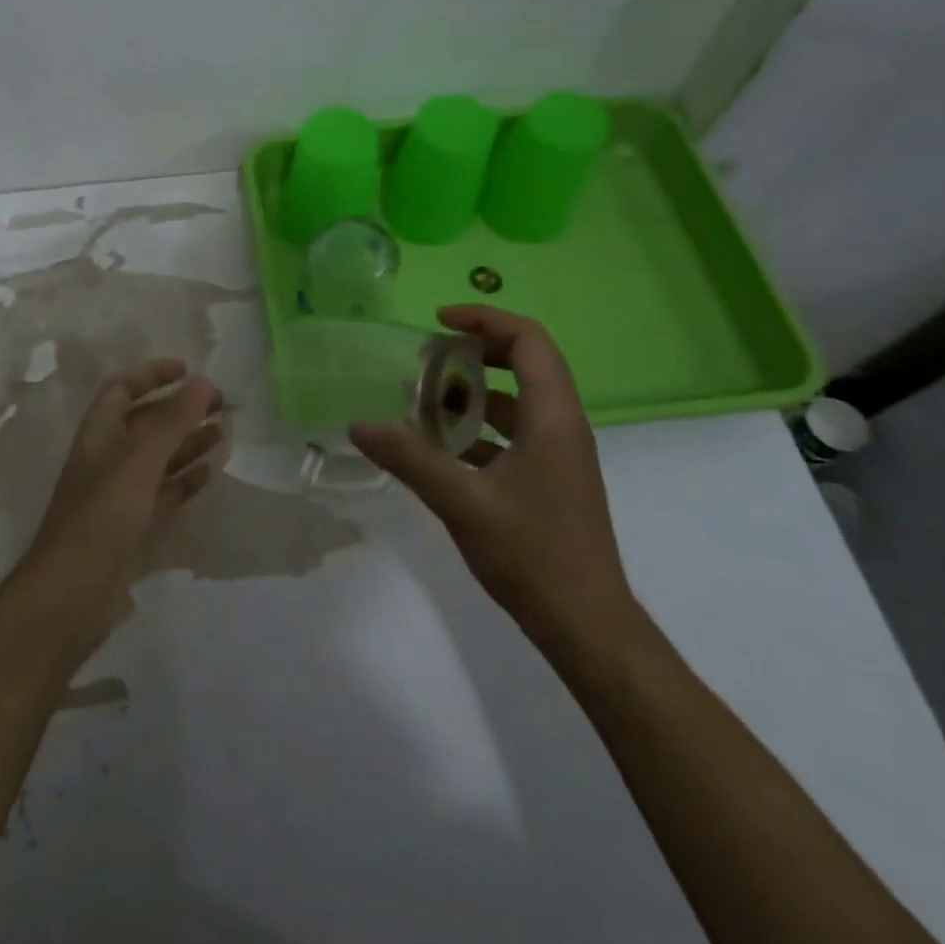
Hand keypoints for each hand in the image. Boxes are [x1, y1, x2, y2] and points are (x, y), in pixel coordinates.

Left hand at [27, 359, 222, 593]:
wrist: (72, 594)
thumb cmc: (101, 516)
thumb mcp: (138, 461)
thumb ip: (171, 421)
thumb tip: (203, 381)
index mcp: (98, 434)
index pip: (122, 389)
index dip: (152, 374)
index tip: (190, 370)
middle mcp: (107, 458)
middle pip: (146, 422)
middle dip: (181, 409)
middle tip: (221, 405)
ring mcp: (119, 494)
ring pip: (158, 458)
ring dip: (187, 442)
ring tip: (222, 433)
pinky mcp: (131, 527)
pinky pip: (162, 493)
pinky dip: (184, 481)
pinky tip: (208, 474)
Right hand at [349, 306, 637, 647]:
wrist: (585, 625)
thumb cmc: (533, 554)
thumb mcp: (462, 501)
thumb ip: (409, 458)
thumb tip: (359, 425)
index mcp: (553, 417)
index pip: (528, 340)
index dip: (484, 319)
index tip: (437, 322)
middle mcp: (561, 426)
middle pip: (523, 363)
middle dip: (473, 353)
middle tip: (426, 361)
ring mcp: (557, 455)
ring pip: (514, 402)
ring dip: (469, 394)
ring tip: (420, 402)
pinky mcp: (547, 480)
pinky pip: (510, 435)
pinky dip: (474, 429)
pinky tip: (435, 448)